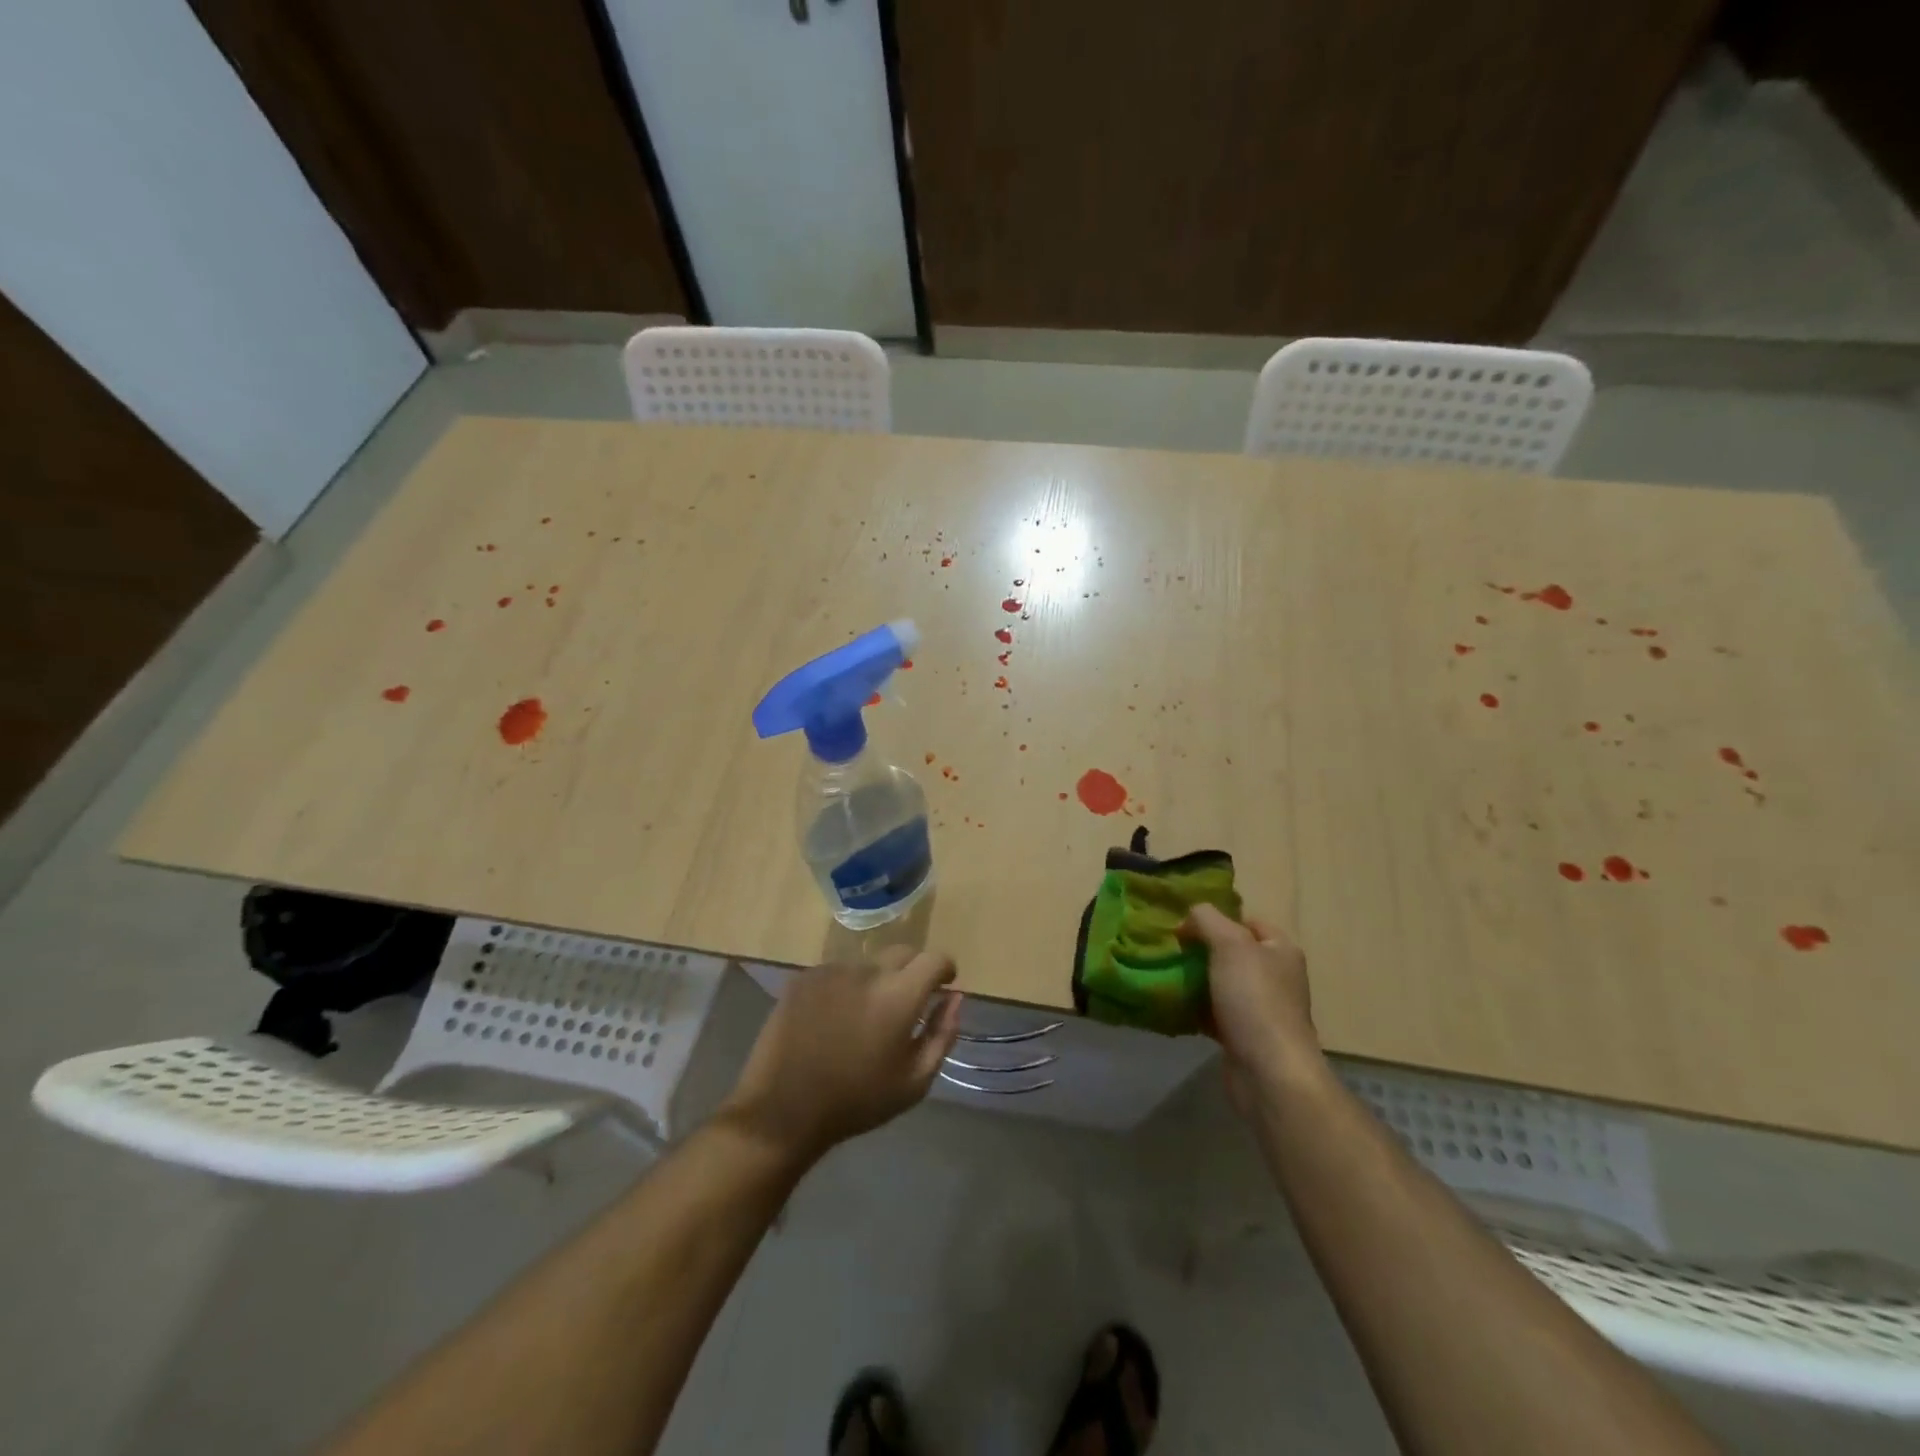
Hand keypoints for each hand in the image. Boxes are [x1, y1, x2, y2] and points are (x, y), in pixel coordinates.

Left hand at [721, 948, 962, 1164]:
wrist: (783, 1110)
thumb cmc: (856, 1101)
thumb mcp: (914, 1081)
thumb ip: (942, 1034)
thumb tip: (955, 997)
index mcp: (899, 995)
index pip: (934, 959)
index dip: (944, 969)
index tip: (943, 985)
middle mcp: (867, 971)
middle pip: (902, 953)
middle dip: (913, 971)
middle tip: (905, 1003)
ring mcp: (832, 970)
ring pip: (868, 963)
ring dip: (876, 980)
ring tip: (864, 1016)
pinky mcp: (804, 977)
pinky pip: (837, 972)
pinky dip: (845, 987)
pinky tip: (833, 1018)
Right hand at [1184, 905, 1321, 1112]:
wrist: (1268, 1072)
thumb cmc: (1254, 999)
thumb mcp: (1229, 944)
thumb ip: (1207, 919)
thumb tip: (1189, 918)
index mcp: (1280, 950)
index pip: (1247, 921)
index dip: (1217, 919)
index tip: (1184, 926)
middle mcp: (1276, 976)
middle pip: (1232, 952)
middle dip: (1201, 950)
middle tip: (1170, 950)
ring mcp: (1261, 1008)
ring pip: (1220, 983)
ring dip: (1195, 980)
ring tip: (1165, 974)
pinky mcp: (1244, 1036)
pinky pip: (1215, 1013)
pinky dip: (1196, 1009)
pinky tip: (1173, 1006)